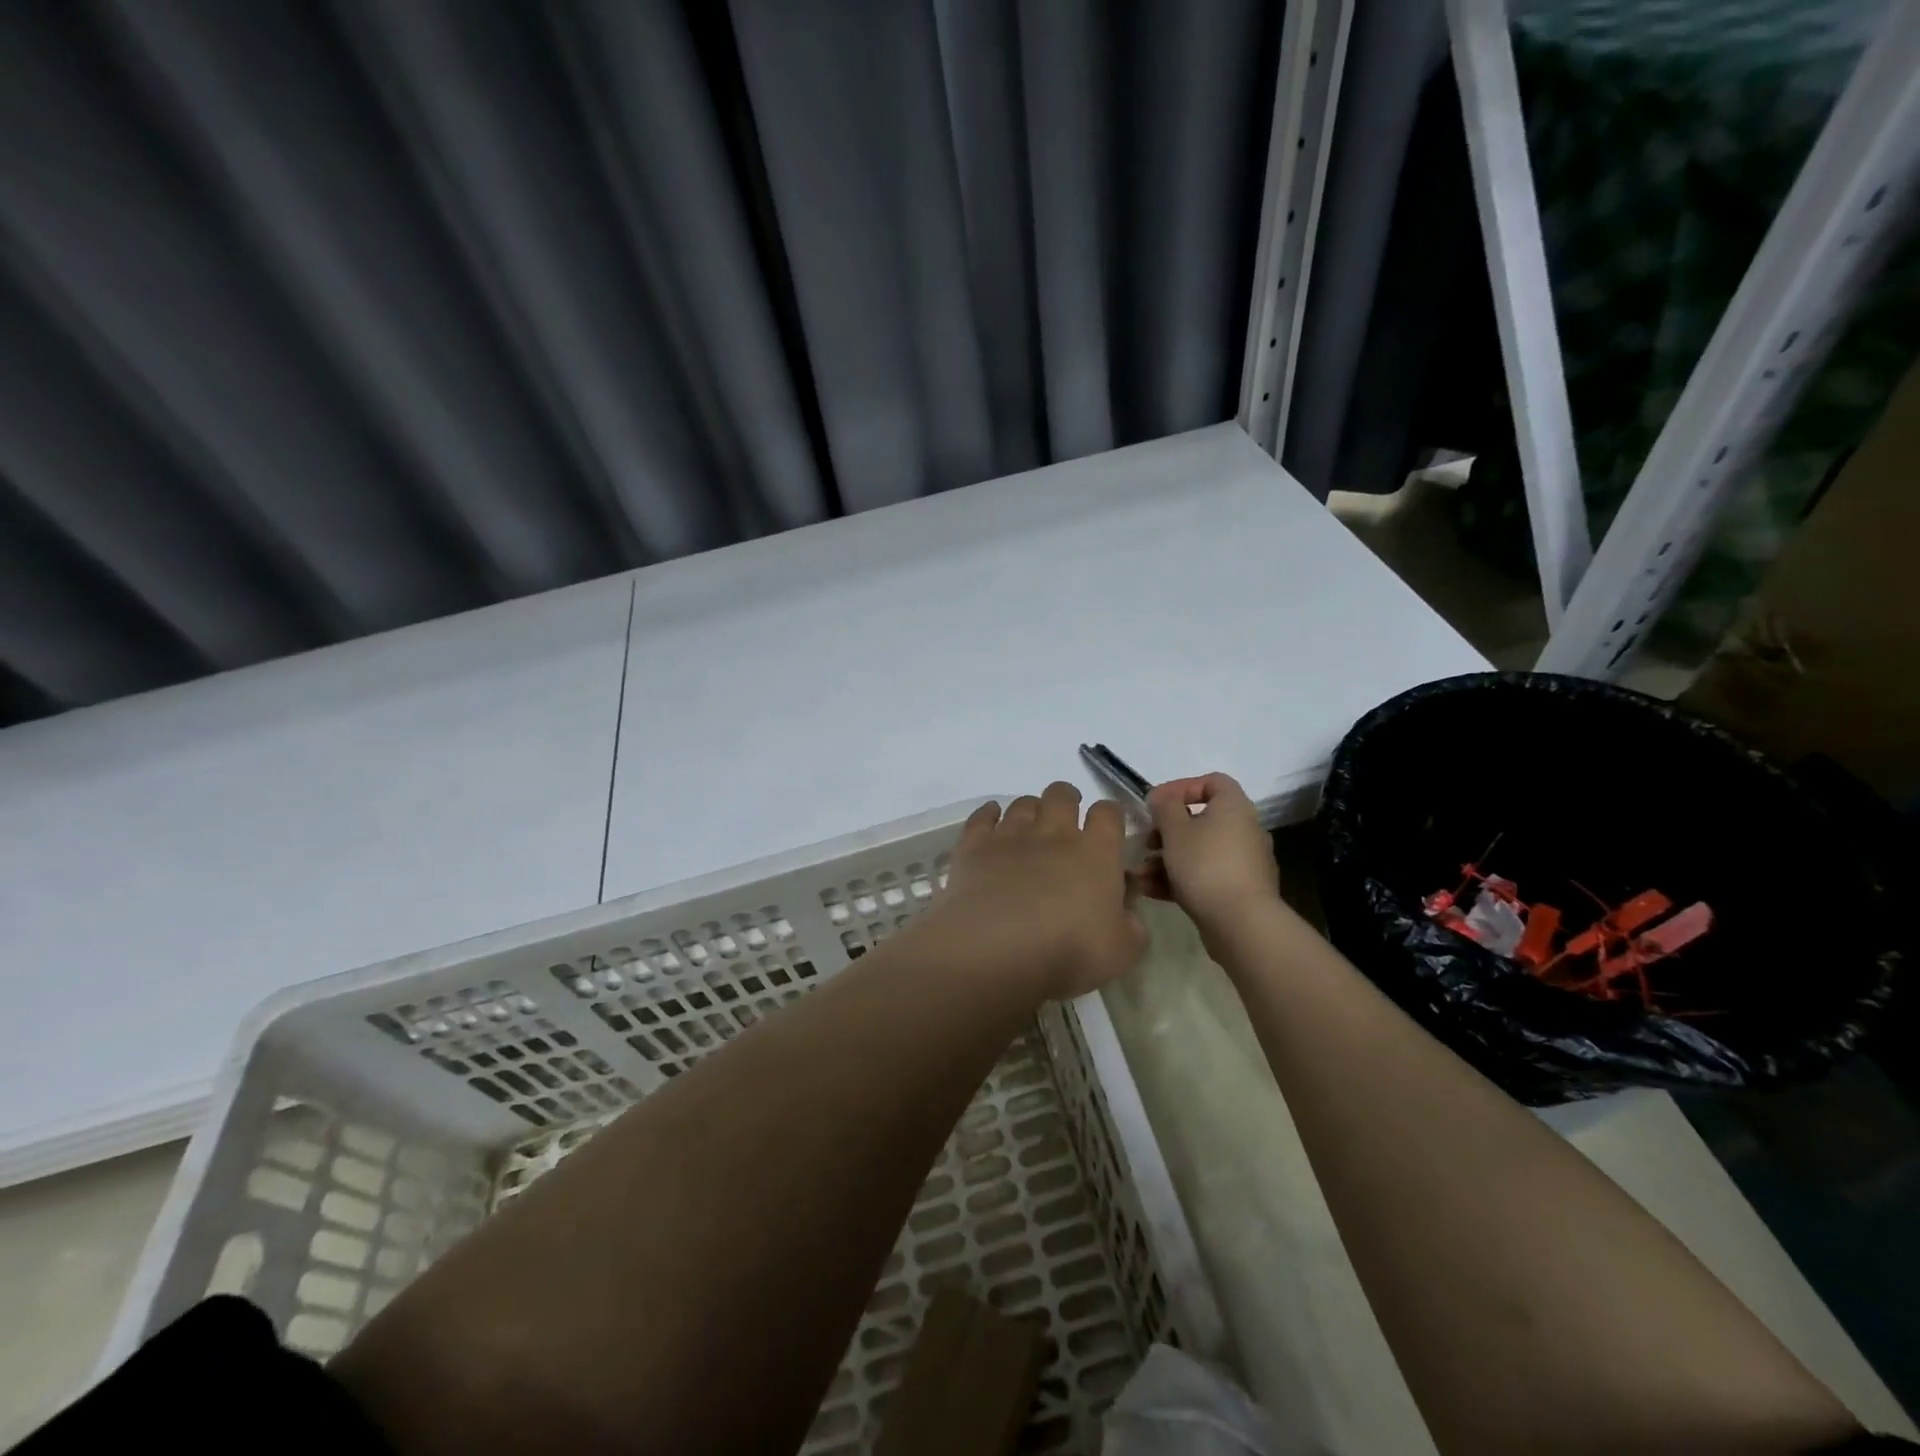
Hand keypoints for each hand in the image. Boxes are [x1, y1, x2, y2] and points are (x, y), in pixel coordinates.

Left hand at [932, 782, 1146, 998]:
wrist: (997, 949)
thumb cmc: (1068, 951)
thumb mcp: (1121, 951)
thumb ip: (1132, 925)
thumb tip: (1127, 906)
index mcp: (1096, 852)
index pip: (1108, 813)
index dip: (1110, 815)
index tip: (1108, 829)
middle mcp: (1054, 833)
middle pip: (1062, 795)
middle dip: (1067, 800)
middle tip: (1066, 821)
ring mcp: (1011, 835)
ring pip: (1023, 803)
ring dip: (1030, 810)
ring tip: (1029, 829)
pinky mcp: (975, 846)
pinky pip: (983, 816)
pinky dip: (989, 813)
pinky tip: (991, 819)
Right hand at [1135, 773, 1280, 939]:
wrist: (1241, 923)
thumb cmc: (1205, 865)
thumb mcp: (1175, 830)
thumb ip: (1164, 807)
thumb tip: (1162, 797)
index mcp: (1234, 807)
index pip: (1212, 782)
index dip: (1182, 787)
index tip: (1156, 803)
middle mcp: (1243, 830)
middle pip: (1201, 819)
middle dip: (1167, 830)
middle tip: (1146, 842)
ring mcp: (1242, 862)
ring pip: (1198, 851)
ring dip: (1166, 858)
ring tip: (1140, 874)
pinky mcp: (1237, 890)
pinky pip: (1204, 875)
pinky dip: (1179, 879)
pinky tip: (1151, 890)